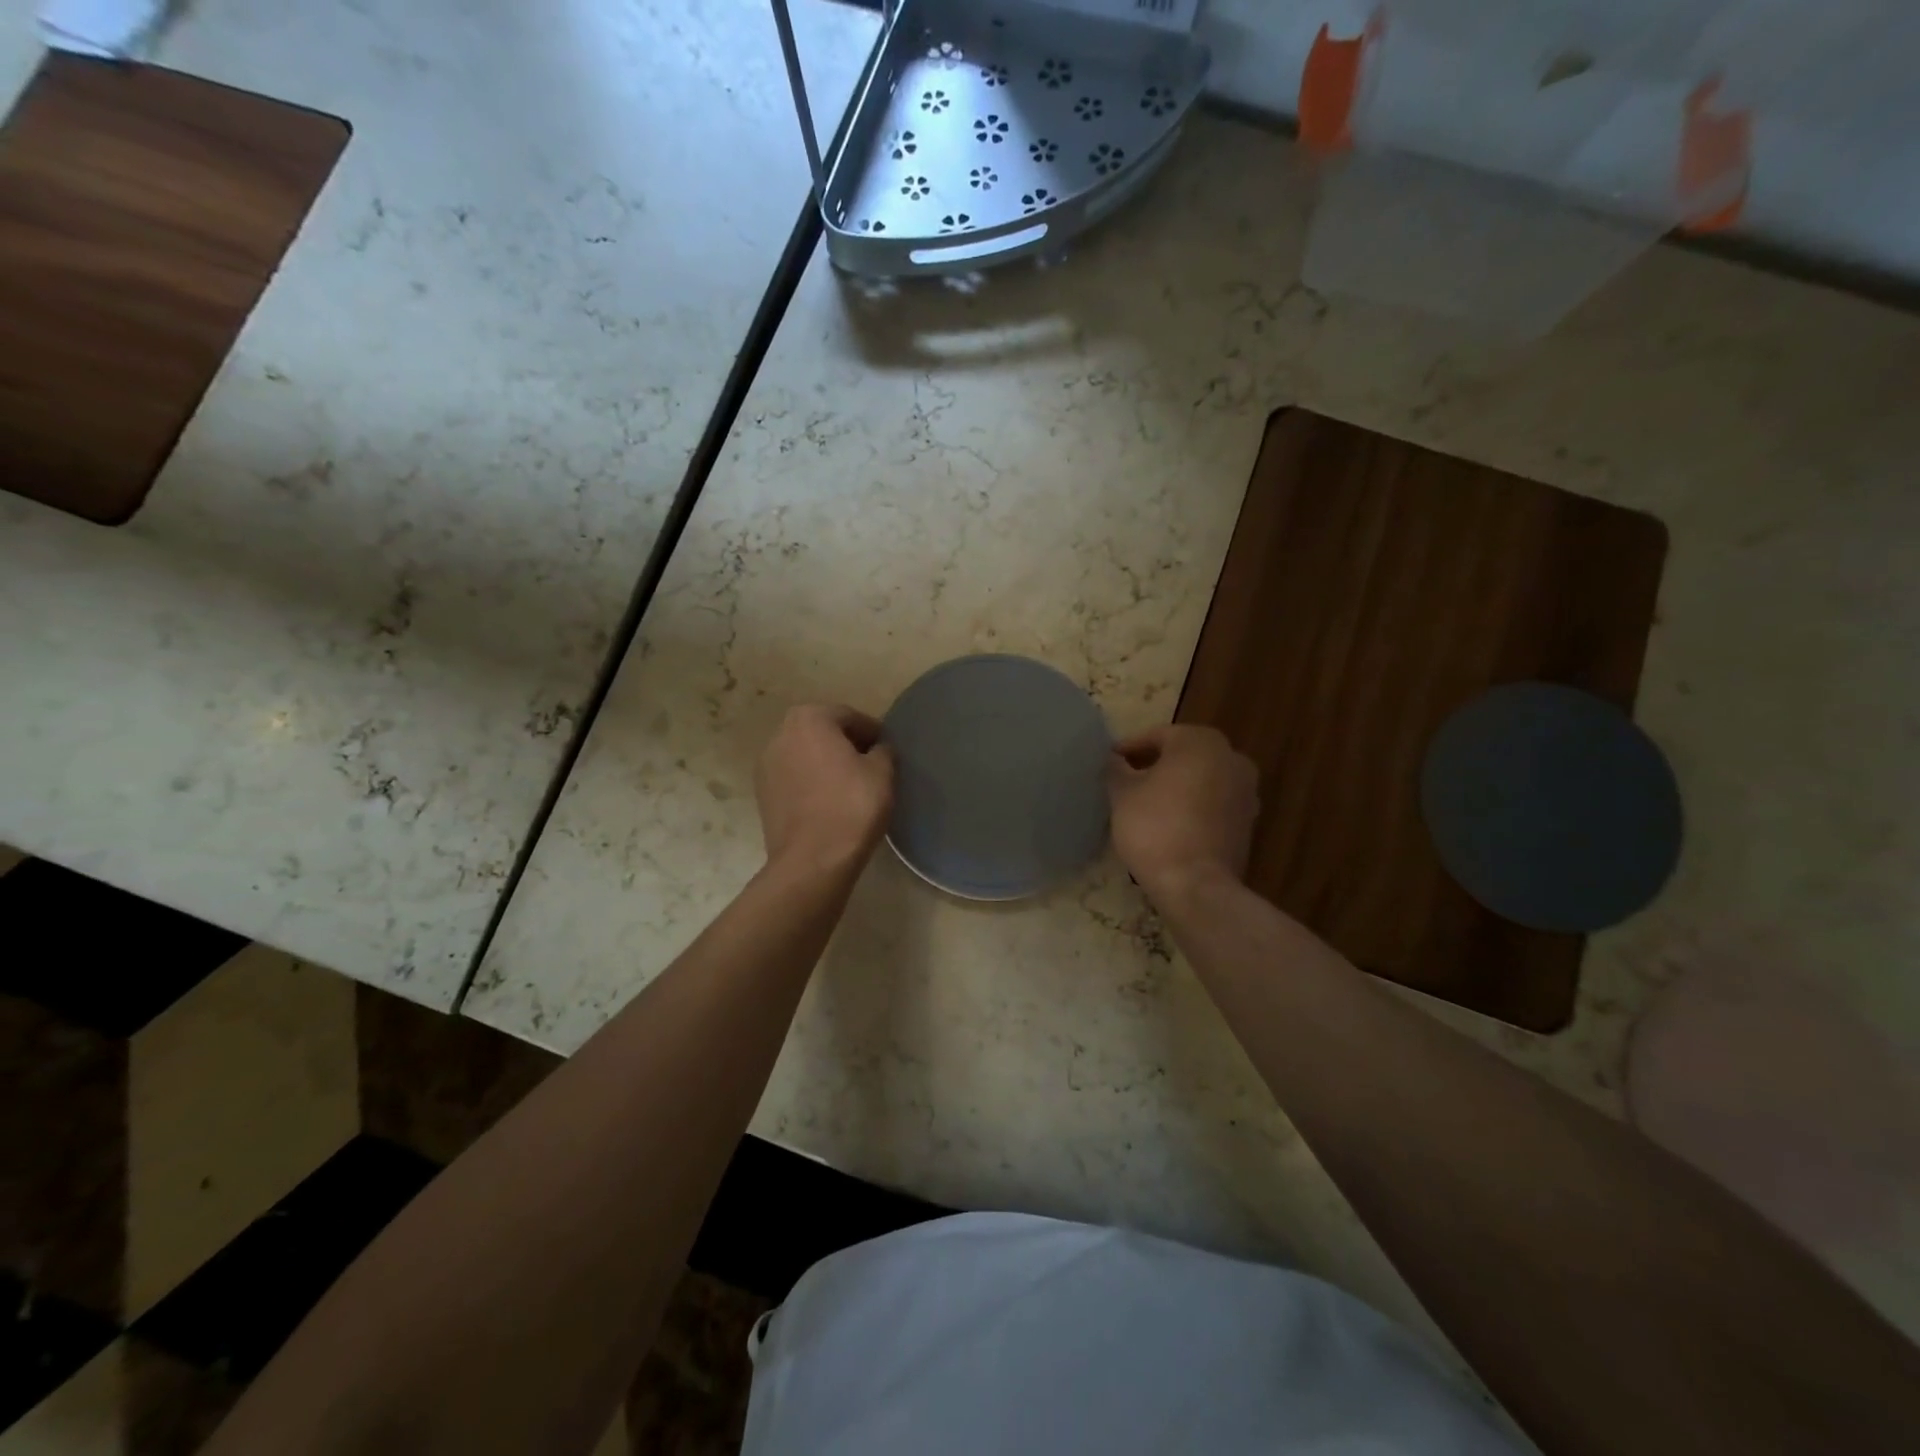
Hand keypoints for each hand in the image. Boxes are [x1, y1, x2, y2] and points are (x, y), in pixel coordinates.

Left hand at [755, 704, 895, 870]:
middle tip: (870, 765)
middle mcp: (781, 734)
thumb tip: (878, 750)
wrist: (812, 861)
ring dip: (826, 764)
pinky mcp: (762, 795)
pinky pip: (794, 779)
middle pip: (822, 732)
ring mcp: (766, 765)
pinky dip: (811, 783)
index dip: (872, 732)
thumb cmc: (851, 806)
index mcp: (809, 719)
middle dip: (846, 745)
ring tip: (850, 785)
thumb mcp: (882, 772)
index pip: (849, 716)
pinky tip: (829, 802)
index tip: (887, 750)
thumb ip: (883, 751)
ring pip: (805, 755)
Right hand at [1107, 725, 1258, 903]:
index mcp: (1201, 742)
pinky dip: (1192, 806)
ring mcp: (1246, 791)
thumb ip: (1116, 769)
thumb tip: (1115, 760)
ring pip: (1200, 779)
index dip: (1129, 748)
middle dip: (1154, 765)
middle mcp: (1231, 757)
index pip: (1157, 736)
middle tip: (1125, 781)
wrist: (1195, 884)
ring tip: (1145, 803)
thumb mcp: (1122, 794)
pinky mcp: (1247, 822)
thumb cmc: (1154, 827)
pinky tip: (1169, 822)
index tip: (1109, 763)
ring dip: (1175, 785)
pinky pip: (1212, 803)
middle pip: (1183, 755)